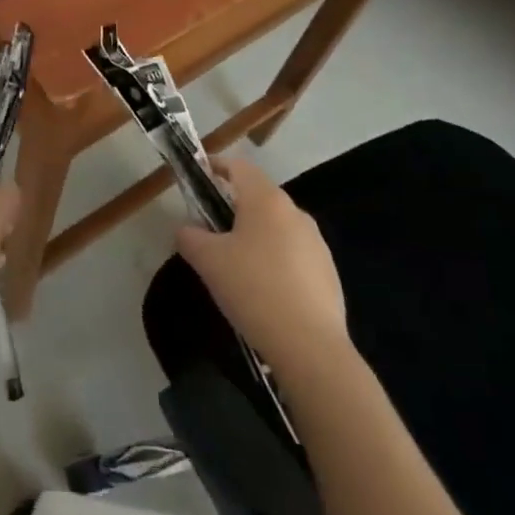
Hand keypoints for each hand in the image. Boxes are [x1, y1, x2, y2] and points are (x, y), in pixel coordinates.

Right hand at [176, 158, 349, 370]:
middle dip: (233, 206)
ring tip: (236, 264)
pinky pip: (293, 253)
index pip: (239, 166)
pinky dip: (275, 259)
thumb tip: (186, 229)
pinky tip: (264, 290)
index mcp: (266, 200)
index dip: (216, 167)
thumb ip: (189, 236)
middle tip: (210, 229)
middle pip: (259, 196)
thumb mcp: (207, 261)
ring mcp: (316, 242)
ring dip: (255, 234)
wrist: (310, 347)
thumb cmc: (253, 289)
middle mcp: (295, 212)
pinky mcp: (328, 271)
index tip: (199, 179)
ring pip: (277, 226)